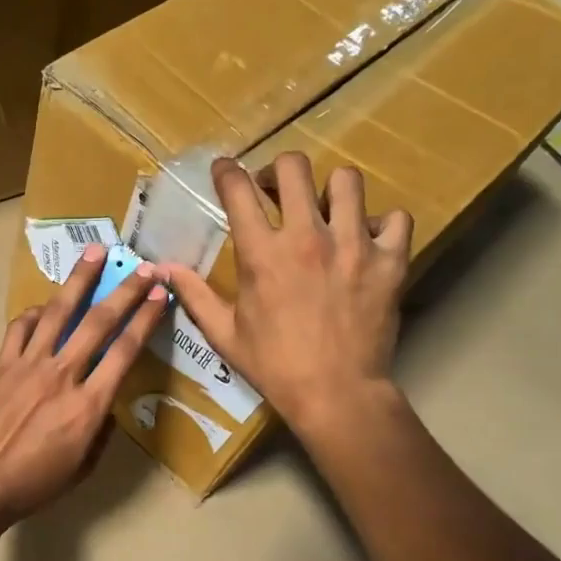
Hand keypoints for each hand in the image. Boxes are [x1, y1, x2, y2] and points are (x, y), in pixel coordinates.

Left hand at [0, 244, 169, 525]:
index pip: (125, 351)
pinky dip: (35, 313)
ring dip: (79, 280)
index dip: (146, 318)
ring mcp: (28, 365)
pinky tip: (44, 306)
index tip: (160, 294)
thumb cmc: (34, 484)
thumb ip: (100, 431)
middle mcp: (62, 375)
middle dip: (125, 290)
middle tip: (143, 265)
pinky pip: (20, 328)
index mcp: (88, 405)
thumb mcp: (83, 467)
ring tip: (95, 252)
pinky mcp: (1, 365)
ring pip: (58, 312)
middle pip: (98, 322)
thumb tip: (105, 405)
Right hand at [164, 154, 411, 437]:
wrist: (336, 394)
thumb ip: (195, 295)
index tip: (226, 170)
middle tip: (278, 190)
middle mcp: (306, 236)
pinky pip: (396, 218)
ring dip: (333, 191)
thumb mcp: (224, 333)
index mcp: (262, 254)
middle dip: (280, 169)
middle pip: (295, 167)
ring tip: (328, 211)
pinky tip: (370, 240)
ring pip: (347, 181)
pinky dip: (383, 224)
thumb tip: (164, 268)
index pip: (238, 189)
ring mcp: (353, 245)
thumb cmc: (274, 366)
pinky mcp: (389, 261)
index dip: (227, 171)